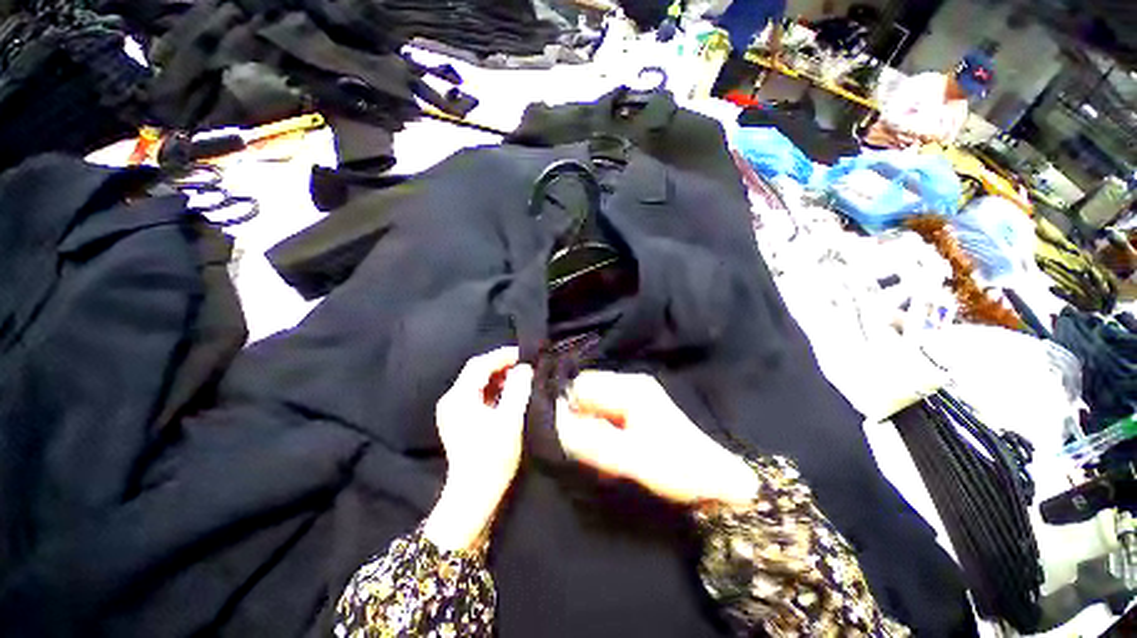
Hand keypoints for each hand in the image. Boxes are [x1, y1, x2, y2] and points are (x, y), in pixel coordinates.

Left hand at [424, 347, 532, 551]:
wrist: (473, 495)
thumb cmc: (493, 457)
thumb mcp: (510, 420)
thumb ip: (518, 389)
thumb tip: (524, 368)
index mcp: (459, 397)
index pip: (480, 364)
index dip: (503, 355)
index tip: (525, 354)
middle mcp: (451, 400)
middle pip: (476, 371)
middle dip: (501, 365)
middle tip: (525, 365)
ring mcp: (452, 411)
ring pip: (476, 382)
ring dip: (498, 377)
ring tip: (520, 378)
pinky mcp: (457, 420)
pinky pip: (476, 394)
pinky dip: (493, 389)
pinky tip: (508, 393)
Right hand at [555, 372, 757, 507]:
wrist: (718, 480)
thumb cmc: (677, 468)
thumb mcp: (632, 458)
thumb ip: (592, 440)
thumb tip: (555, 421)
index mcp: (630, 388)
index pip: (582, 385)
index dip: (569, 407)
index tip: (566, 436)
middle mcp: (630, 384)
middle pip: (588, 390)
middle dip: (579, 416)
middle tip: (584, 446)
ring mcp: (635, 395)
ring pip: (596, 402)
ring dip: (589, 423)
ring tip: (596, 449)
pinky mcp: (638, 410)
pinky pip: (607, 412)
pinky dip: (600, 427)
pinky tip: (607, 447)